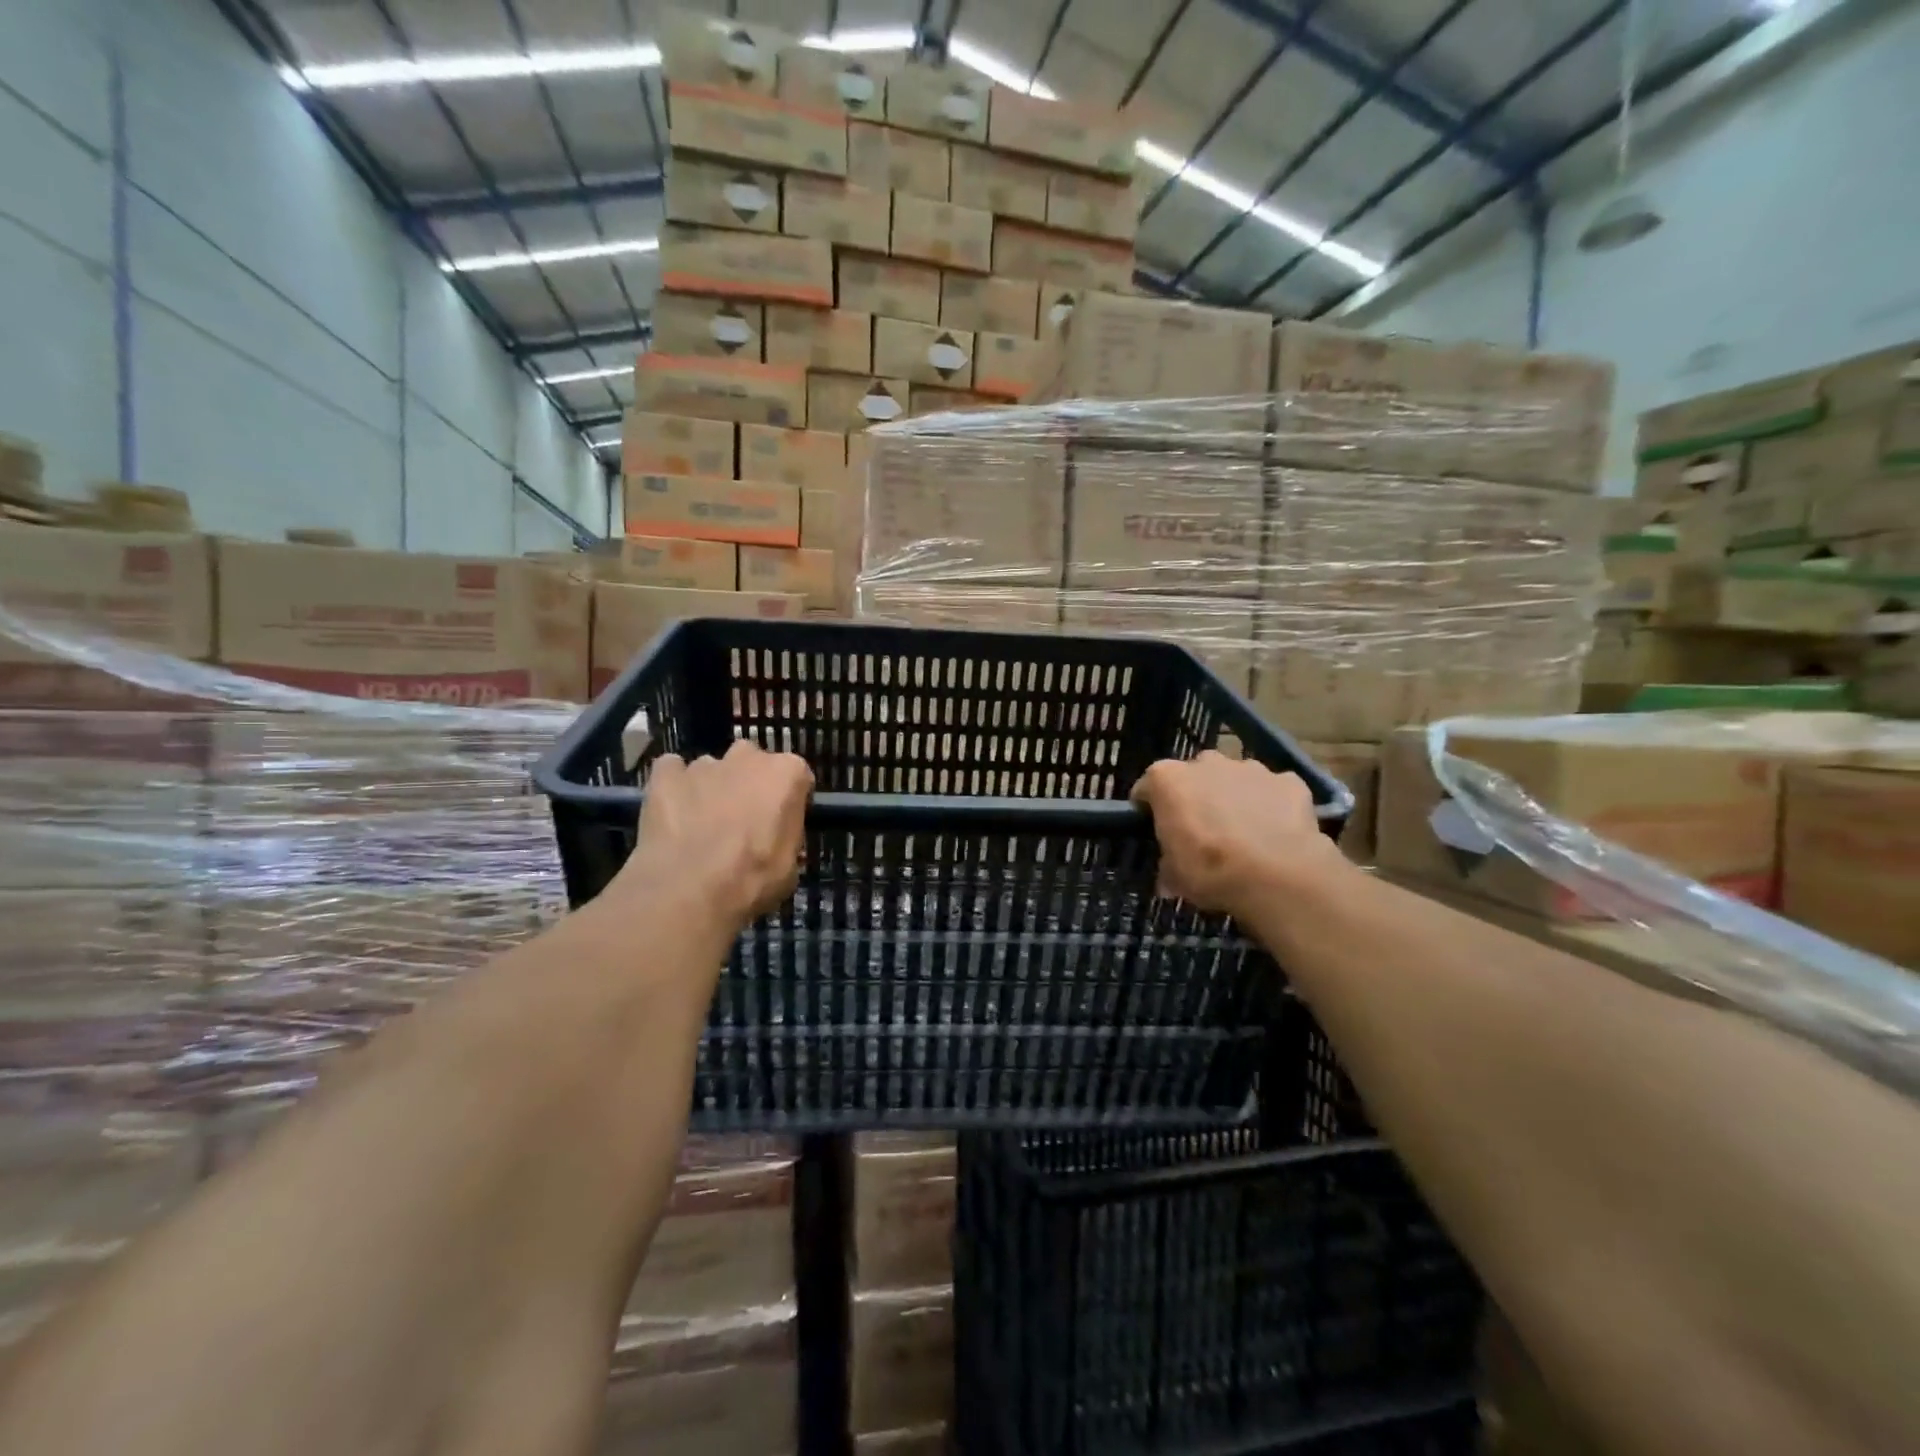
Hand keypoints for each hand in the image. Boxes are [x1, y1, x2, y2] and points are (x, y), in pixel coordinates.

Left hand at [615, 740, 813, 930]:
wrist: (689, 891)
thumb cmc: (752, 879)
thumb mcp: (789, 865)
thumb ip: (785, 834)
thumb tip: (774, 835)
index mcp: (786, 774)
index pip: (796, 776)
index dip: (788, 799)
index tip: (781, 821)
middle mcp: (747, 758)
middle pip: (752, 762)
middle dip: (748, 783)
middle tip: (742, 819)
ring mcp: (703, 764)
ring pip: (711, 769)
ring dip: (711, 788)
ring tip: (701, 825)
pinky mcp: (665, 775)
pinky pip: (671, 772)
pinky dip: (673, 786)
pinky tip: (671, 814)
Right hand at [1131, 751, 1346, 916]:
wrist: (1278, 875)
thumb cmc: (1211, 870)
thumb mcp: (1175, 877)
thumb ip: (1168, 867)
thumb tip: (1168, 878)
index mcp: (1168, 779)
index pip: (1147, 787)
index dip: (1150, 809)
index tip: (1155, 830)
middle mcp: (1206, 763)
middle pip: (1194, 776)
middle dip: (1196, 797)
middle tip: (1202, 832)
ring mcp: (1250, 768)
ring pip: (1235, 778)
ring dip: (1234, 798)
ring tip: (1243, 834)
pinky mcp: (1288, 780)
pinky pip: (1273, 790)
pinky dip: (1272, 806)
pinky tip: (1276, 833)